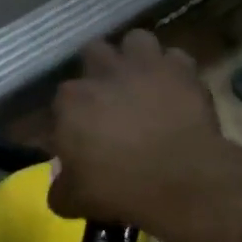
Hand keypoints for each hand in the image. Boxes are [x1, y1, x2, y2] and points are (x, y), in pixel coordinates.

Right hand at [48, 30, 241, 231]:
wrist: (182, 180)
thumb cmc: (119, 188)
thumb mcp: (74, 201)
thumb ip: (59, 189)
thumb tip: (59, 186)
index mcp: (71, 102)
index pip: (60, 101)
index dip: (70, 117)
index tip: (79, 136)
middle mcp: (103, 73)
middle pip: (93, 53)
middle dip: (98, 71)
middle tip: (107, 98)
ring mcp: (145, 66)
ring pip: (135, 41)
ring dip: (135, 57)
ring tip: (141, 80)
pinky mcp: (182, 70)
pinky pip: (174, 58)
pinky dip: (172, 71)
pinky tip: (173, 89)